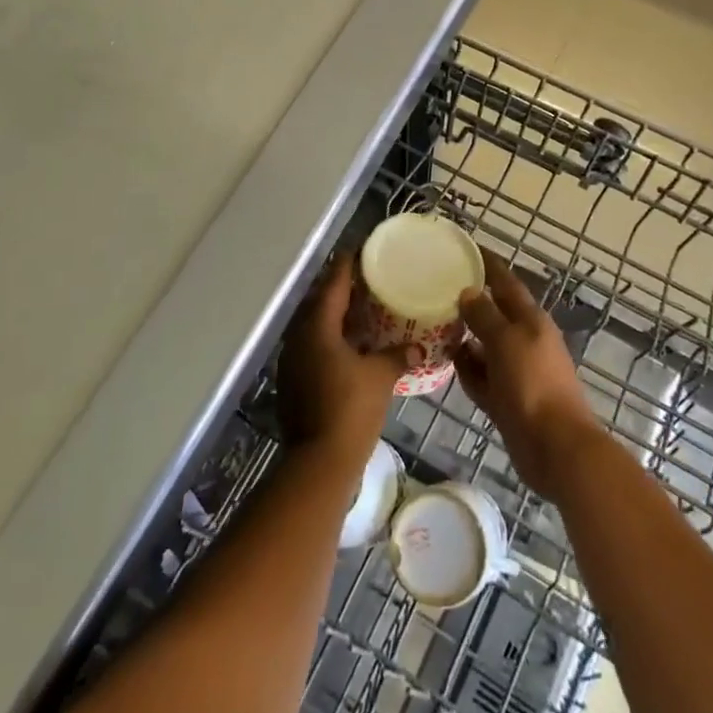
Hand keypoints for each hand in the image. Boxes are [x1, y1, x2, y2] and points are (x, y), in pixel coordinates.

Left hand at [277, 250, 410, 464]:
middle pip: (320, 303)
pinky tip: (351, 347)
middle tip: (366, 280)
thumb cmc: (350, 410)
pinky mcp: (293, 382)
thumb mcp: (380, 378)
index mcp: (317, 327)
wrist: (319, 462)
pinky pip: (313, 348)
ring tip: (362, 310)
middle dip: (341, 291)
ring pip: (316, 327)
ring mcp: (292, 361)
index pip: (333, 285)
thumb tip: (419, 346)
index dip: (346, 266)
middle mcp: (299, 337)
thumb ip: (398, 356)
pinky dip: (331, 341)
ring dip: (336, 318)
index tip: (359, 250)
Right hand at [454, 249, 604, 499]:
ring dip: (463, 336)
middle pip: (493, 313)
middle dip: (469, 301)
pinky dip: (466, 369)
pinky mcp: (506, 398)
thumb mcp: (506, 341)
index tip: (464, 248)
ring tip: (432, 323)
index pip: (505, 282)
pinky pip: (481, 376)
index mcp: (530, 320)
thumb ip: (485, 315)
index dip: (487, 264)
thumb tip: (468, 292)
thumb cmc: (532, 384)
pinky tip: (445, 362)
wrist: (555, 447)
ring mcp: (515, 371)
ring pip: (484, 345)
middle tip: (436, 287)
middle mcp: (523, 340)